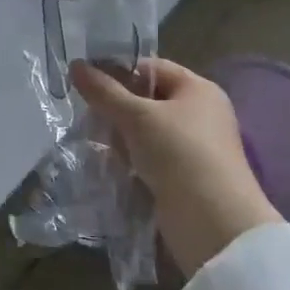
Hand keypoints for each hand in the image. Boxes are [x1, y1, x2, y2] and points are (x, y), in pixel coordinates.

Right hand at [70, 57, 280, 276]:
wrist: (213, 224)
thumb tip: (75, 65)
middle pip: (146, 99)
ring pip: (144, 131)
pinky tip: (108, 163)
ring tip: (93, 141)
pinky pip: (148, 157)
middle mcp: (199, 115)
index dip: (119, 70)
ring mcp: (192, 148)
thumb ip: (104, 91)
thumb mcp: (137, 117)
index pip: (151, 68)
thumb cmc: (179, 154)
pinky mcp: (183, 176)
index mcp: (198, 90)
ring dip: (119, 136)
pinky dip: (129, 159)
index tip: (86, 81)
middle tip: (86, 114)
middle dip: (115, 107)